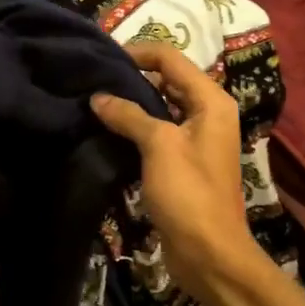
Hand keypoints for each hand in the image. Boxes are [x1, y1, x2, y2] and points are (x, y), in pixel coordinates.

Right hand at [90, 43, 268, 300]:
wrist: (209, 252)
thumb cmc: (189, 193)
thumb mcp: (159, 146)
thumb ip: (129, 115)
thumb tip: (98, 97)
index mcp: (211, 101)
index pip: (171, 59)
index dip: (138, 53)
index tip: (102, 58)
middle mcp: (208, 114)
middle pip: (167, 81)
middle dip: (132, 78)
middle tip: (93, 79)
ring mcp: (197, 140)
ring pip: (160, 108)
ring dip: (132, 104)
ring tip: (95, 101)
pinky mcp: (184, 163)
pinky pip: (158, 134)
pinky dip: (136, 129)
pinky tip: (108, 130)